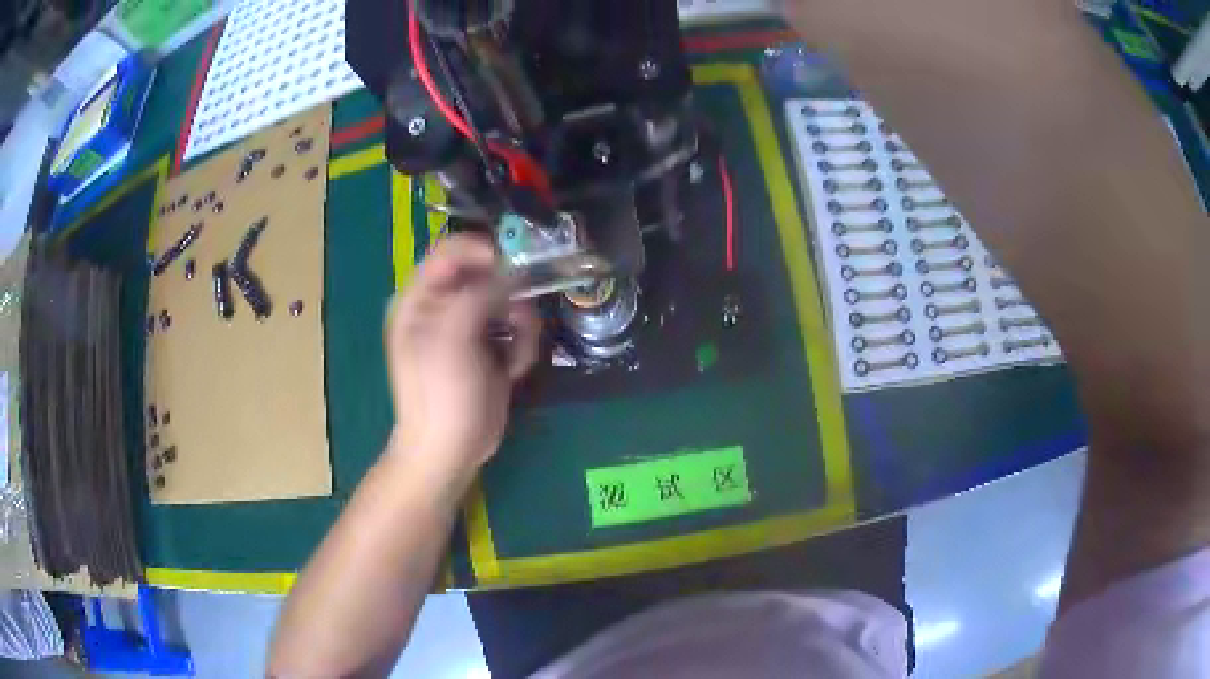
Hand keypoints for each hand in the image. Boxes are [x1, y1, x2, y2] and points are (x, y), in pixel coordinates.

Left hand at [384, 235, 540, 481]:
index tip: (515, 263)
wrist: (449, 450)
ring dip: (521, 326)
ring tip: (515, 355)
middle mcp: (443, 306)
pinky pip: (518, 329)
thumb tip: (512, 273)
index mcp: (421, 298)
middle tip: (518, 320)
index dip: (483, 250)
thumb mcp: (452, 338)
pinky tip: (513, 371)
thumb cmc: (440, 393)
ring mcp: (468, 328)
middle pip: (488, 274)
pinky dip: (522, 346)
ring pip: (510, 301)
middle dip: (510, 296)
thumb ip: (479, 295)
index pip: (451, 251)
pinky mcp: (490, 348)